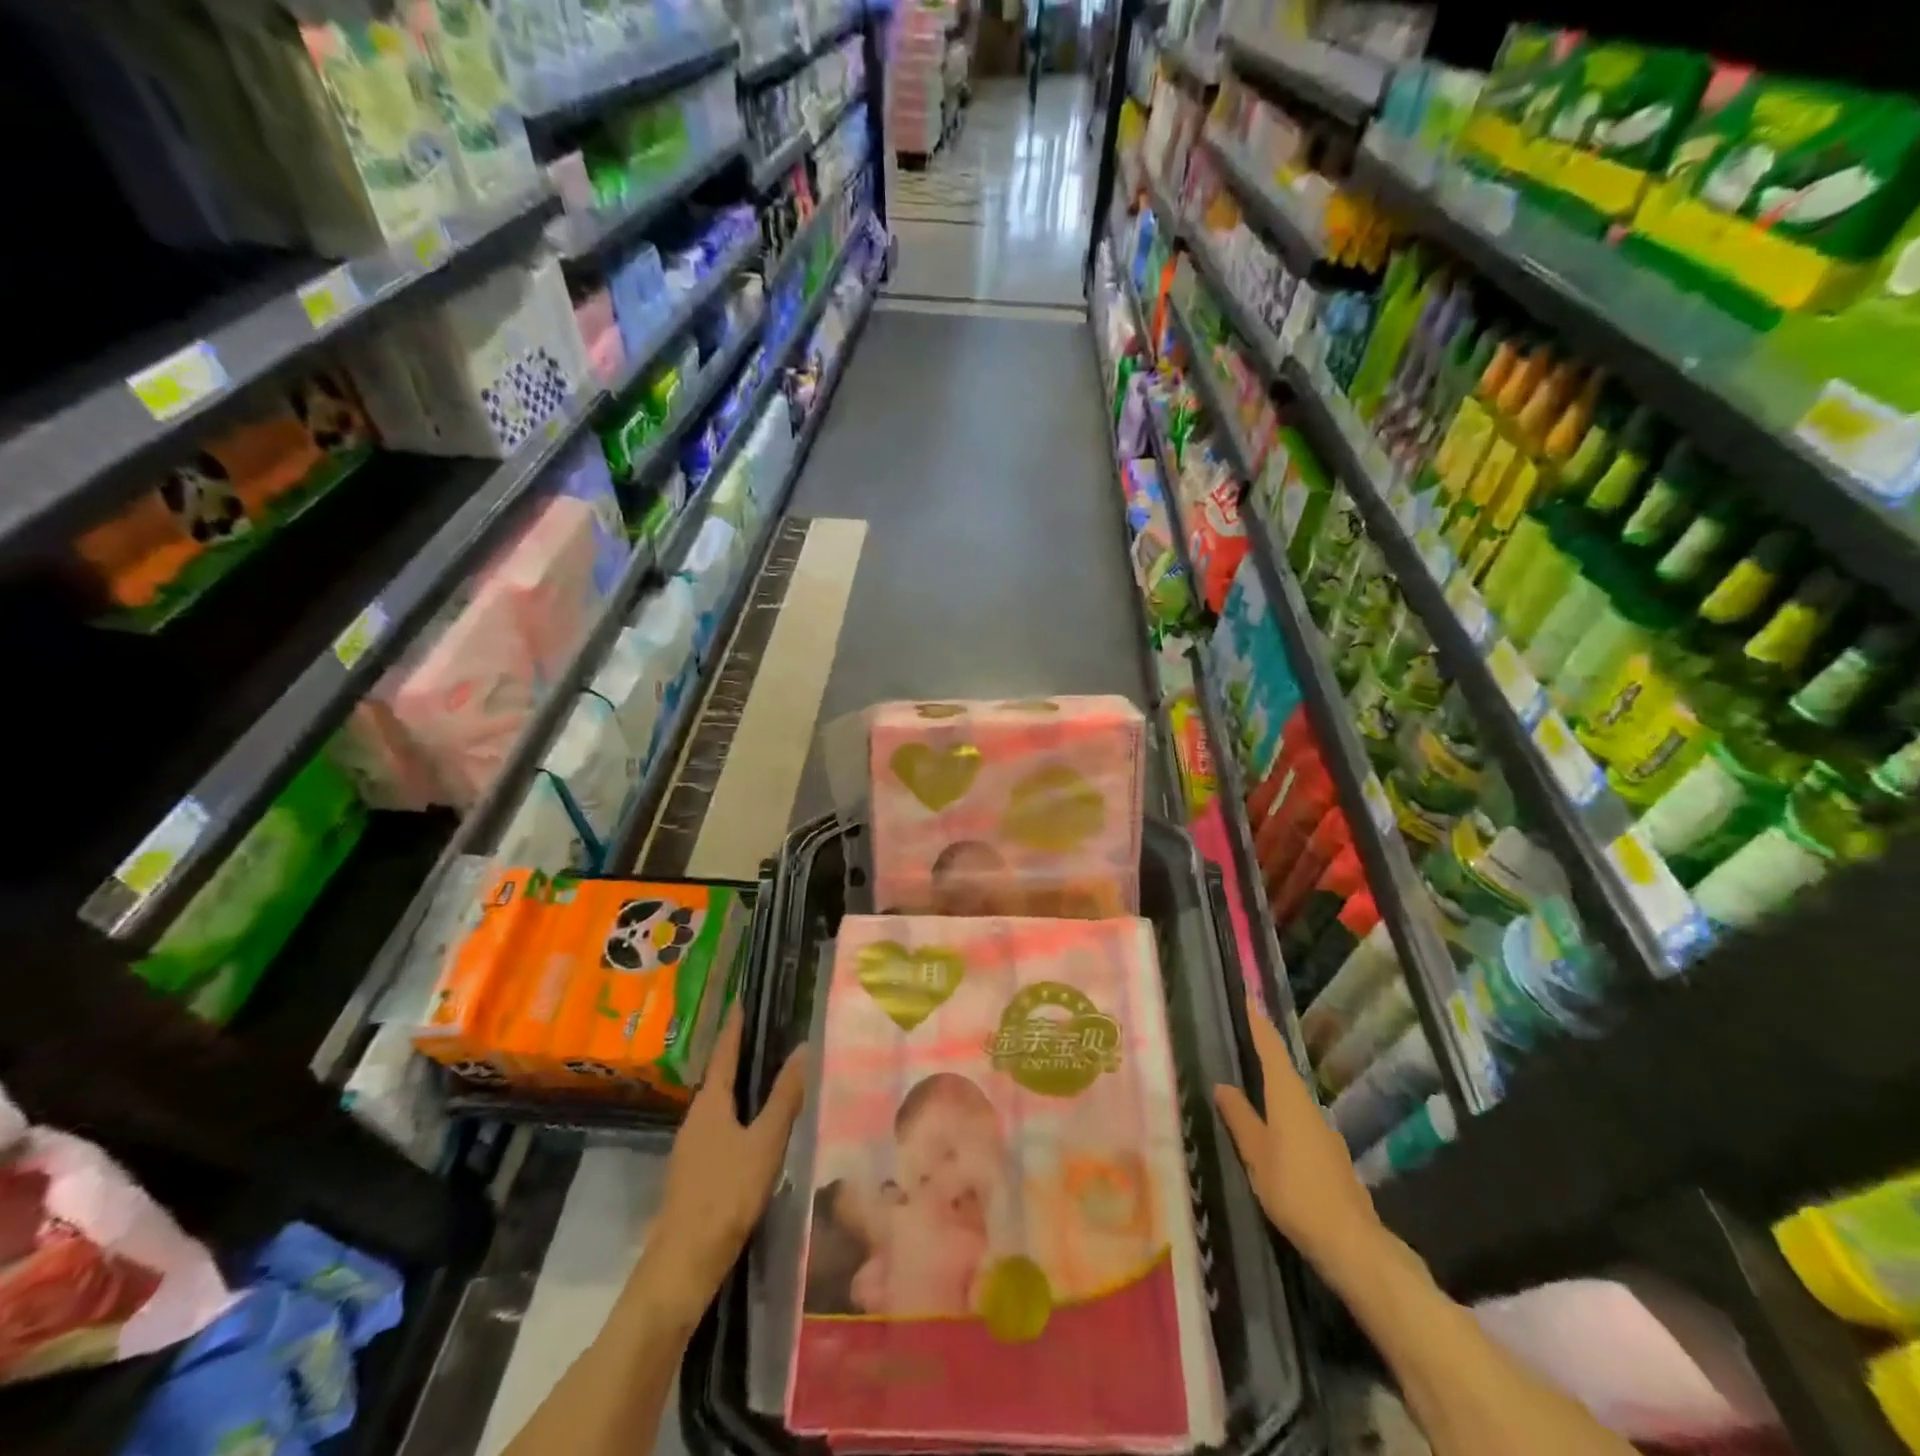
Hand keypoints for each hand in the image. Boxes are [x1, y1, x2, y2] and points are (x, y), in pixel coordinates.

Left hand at [639, 1006, 807, 1325]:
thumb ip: (785, 1097)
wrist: (682, 1265)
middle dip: (739, 1054)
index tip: (742, 999)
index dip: (735, 1026)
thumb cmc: (726, 1194)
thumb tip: (803, 1047)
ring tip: (767, 1075)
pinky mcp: (694, 1173)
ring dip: (739, 1087)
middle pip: (720, 1077)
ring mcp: (691, 1148)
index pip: (725, 1053)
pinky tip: (755, 1129)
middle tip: (766, 1032)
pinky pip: (719, 1129)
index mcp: (710, 1103)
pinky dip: (738, 1115)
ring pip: (719, 1105)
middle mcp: (696, 1118)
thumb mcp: (765, 1142)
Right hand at [1214, 996, 1382, 1281]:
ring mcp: (1323, 1133)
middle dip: (1264, 1052)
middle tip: (1242, 1035)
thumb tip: (1222, 1085)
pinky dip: (1282, 1113)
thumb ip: (1240, 1118)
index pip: (1271, 1050)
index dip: (1259, 1024)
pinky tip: (1271, 1129)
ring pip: (1292, 1099)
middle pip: (1283, 1071)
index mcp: (1288, 1099)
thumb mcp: (1256, 1155)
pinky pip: (1299, 1121)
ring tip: (1249, 1081)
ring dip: (1272, 1085)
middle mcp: (1309, 1108)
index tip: (1250, 996)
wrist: (1351, 1244)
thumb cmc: (1295, 1191)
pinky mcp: (1330, 1157)